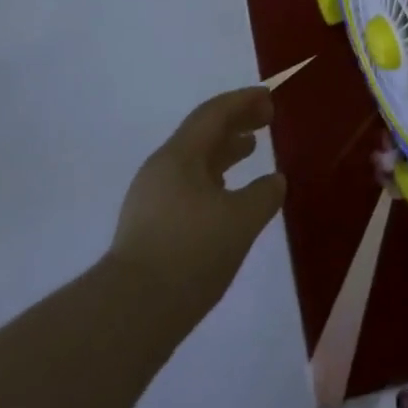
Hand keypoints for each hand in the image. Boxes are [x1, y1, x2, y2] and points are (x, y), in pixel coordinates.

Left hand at [108, 87, 285, 325]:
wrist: (132, 312)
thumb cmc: (191, 253)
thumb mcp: (240, 221)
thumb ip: (264, 195)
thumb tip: (276, 180)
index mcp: (180, 155)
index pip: (214, 113)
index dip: (243, 101)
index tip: (268, 96)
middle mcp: (162, 168)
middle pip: (202, 133)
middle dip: (235, 122)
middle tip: (266, 117)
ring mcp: (151, 197)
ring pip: (194, 161)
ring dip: (224, 150)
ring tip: (250, 149)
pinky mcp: (150, 226)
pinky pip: (187, 185)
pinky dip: (213, 178)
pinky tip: (226, 195)